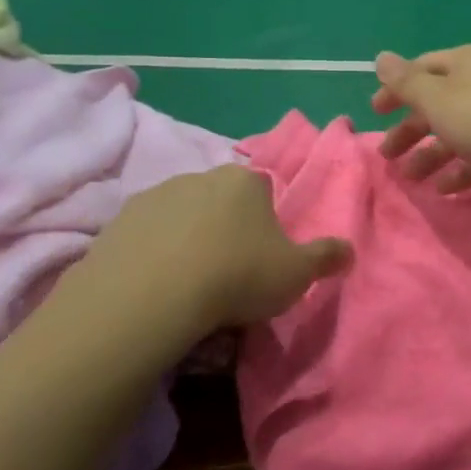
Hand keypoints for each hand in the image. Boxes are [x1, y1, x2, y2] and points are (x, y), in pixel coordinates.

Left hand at [81, 165, 351, 327]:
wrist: (155, 293)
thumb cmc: (237, 275)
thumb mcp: (296, 273)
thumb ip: (326, 257)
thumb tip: (350, 250)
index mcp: (245, 181)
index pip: (263, 190)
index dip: (265, 222)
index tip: (262, 254)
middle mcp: (201, 176)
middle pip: (220, 199)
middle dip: (225, 227)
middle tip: (228, 271)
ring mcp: (156, 195)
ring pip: (181, 215)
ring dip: (187, 238)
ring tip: (189, 283)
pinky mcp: (120, 219)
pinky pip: (146, 234)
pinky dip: (153, 252)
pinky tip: (157, 284)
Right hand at [371, 46, 470, 193]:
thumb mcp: (438, 100)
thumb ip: (407, 83)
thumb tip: (380, 57)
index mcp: (462, 64)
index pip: (420, 71)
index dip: (395, 90)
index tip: (374, 113)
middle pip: (437, 104)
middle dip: (410, 130)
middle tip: (387, 157)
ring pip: (458, 132)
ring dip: (431, 154)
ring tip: (412, 180)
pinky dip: (461, 169)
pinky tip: (445, 190)